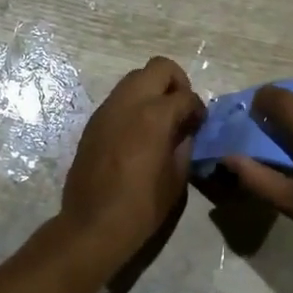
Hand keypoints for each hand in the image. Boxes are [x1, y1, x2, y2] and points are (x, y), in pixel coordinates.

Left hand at [60, 56, 205, 263]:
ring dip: (152, 91)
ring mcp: (107, 110)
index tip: (199, 124)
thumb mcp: (176, 178)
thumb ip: (184, 145)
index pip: (186, 96)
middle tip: (181, 110)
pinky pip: (118, 99)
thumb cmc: (141, 207)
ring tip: (160, 121)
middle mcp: (129, 103)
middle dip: (176, 83)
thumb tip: (186, 131)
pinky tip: (139, 134)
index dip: (198, 109)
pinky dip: (134, 105)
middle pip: (158, 68)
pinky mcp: (93, 123)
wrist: (93, 225)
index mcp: (155, 115)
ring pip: (134, 79)